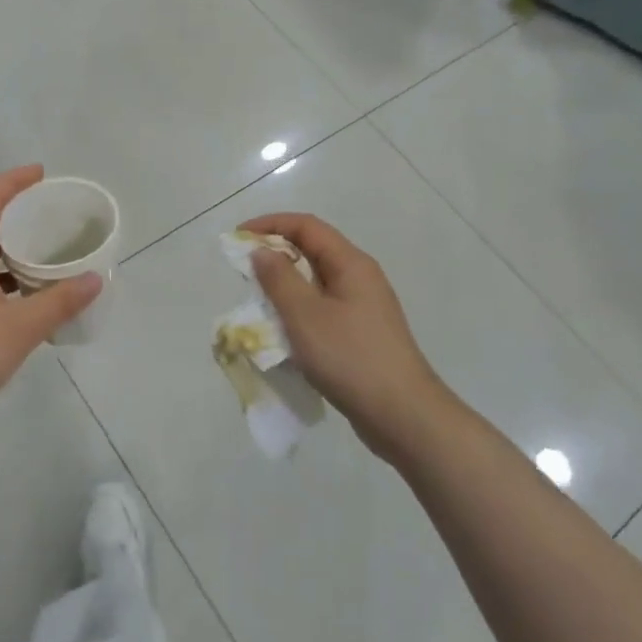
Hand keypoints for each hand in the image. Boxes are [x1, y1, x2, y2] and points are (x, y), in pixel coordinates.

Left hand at [0, 166, 102, 443]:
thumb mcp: (16, 333)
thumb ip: (57, 304)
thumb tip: (95, 278)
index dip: (12, 180)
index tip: (42, 174)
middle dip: (17, 214)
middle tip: (53, 218)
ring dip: (10, 250)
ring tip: (46, 258)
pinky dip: (0, 279)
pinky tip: (22, 303)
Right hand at [238, 213, 447, 462]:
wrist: (403, 416)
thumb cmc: (351, 358)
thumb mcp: (305, 315)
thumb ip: (279, 279)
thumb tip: (261, 250)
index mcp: (351, 264)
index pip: (306, 226)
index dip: (270, 225)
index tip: (238, 238)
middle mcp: (360, 278)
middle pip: (312, 251)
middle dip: (275, 255)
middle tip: (243, 273)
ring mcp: (363, 308)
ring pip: (316, 283)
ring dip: (284, 287)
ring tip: (258, 304)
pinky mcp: (360, 335)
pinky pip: (322, 310)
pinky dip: (298, 313)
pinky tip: (283, 334)